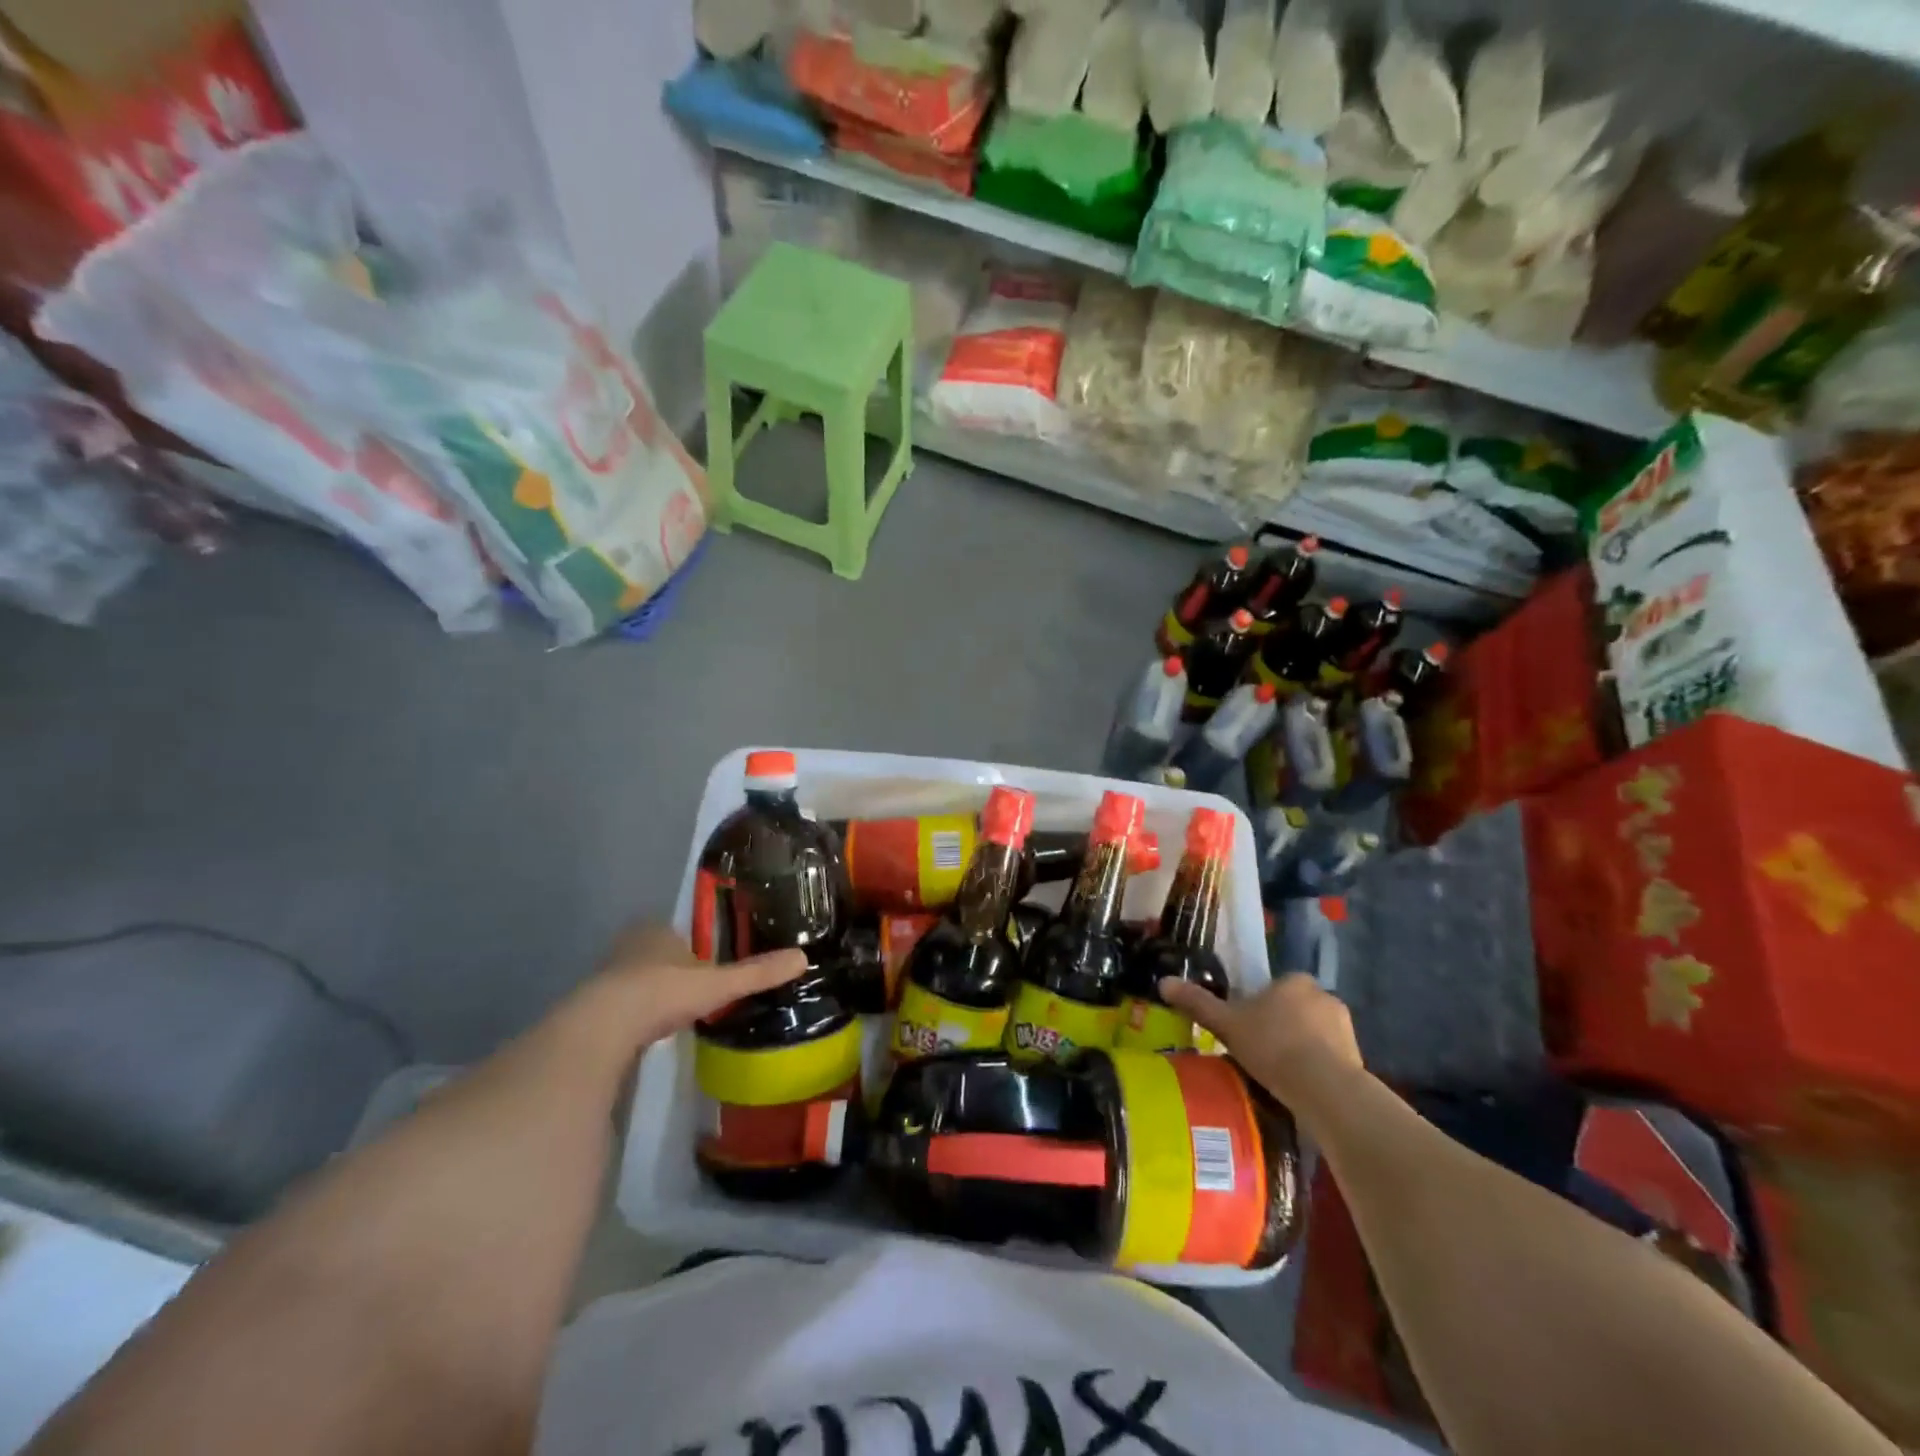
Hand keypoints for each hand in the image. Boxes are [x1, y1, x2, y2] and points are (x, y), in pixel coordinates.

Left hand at [594, 923, 806, 1045]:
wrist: (603, 1028)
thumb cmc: (663, 992)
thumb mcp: (718, 984)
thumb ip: (756, 973)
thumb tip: (803, 958)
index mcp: (657, 930)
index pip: (678, 930)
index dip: (693, 944)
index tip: (709, 961)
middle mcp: (630, 946)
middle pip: (657, 953)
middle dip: (673, 968)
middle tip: (697, 987)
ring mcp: (607, 976)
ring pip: (638, 979)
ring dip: (653, 992)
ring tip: (677, 1012)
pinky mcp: (593, 1008)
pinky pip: (623, 1005)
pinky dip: (637, 1015)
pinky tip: (650, 1031)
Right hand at [1159, 972, 1364, 1117]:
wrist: (1324, 1088)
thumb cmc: (1272, 1045)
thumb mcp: (1226, 1024)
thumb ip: (1197, 1003)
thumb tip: (1163, 982)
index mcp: (1294, 980)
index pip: (1274, 987)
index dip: (1259, 1005)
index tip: (1246, 1027)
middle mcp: (1324, 995)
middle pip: (1294, 1008)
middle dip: (1280, 1026)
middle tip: (1260, 1052)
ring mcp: (1345, 1027)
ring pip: (1314, 1033)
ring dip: (1301, 1047)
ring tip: (1279, 1074)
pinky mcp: (1358, 1058)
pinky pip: (1330, 1057)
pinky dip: (1317, 1068)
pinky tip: (1300, 1087)